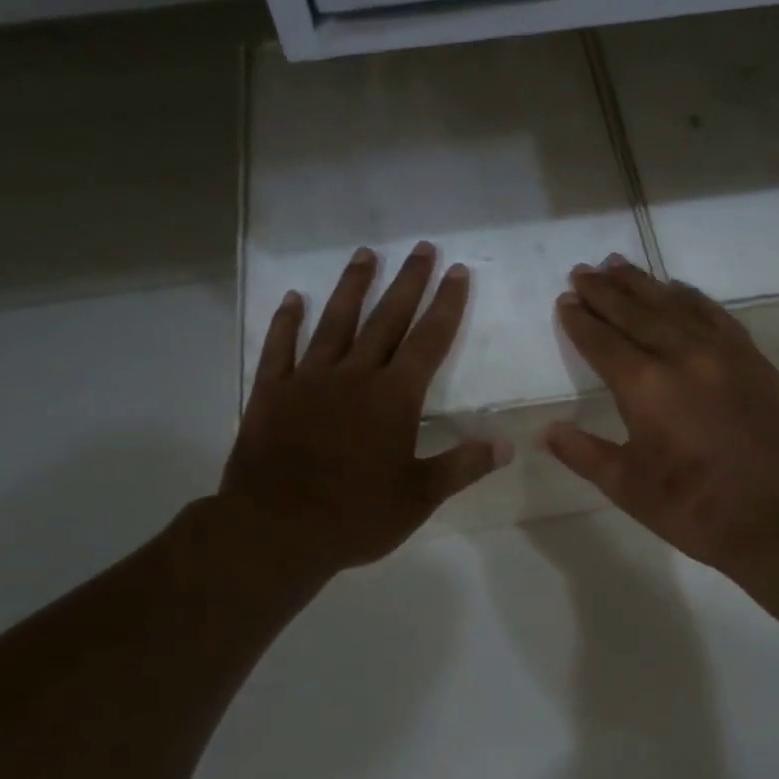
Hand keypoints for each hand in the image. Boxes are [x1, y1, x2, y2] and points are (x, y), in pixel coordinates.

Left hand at [217, 243, 509, 581]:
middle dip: (408, 282)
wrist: (276, 530)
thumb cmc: (355, 516)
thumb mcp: (419, 498)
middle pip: (386, 319)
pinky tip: (293, 299)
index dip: (446, 305)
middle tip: (422, 248)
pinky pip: (280, 348)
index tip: (457, 272)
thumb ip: (462, 466)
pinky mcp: (271, 393)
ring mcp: (308, 381)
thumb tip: (507, 444)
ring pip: (335, 323)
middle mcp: (354, 377)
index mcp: (394, 399)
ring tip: (366, 255)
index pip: (429, 341)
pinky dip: (286, 322)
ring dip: (352, 287)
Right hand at [544, 256, 778, 574]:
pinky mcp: (752, 359)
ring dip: (643, 284)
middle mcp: (682, 356)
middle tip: (582, 271)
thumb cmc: (693, 508)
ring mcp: (723, 353)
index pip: (603, 342)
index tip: (565, 300)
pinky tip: (676, 288)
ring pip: (675, 305)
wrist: (778, 518)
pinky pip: (715, 314)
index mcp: (646, 387)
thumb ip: (584, 453)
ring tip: (618, 264)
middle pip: (636, 313)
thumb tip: (546, 430)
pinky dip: (690, 297)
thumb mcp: (628, 488)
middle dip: (605, 292)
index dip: (580, 321)